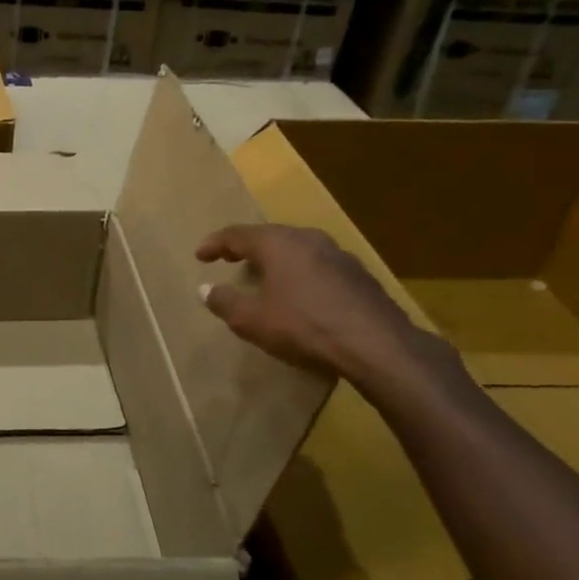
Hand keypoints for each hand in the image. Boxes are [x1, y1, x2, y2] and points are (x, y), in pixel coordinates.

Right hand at [196, 223, 430, 382]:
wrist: (378, 345)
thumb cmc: (304, 327)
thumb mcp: (252, 321)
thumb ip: (225, 302)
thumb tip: (205, 289)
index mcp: (277, 243)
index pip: (236, 234)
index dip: (214, 243)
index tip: (200, 256)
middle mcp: (307, 239)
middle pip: (269, 236)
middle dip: (246, 247)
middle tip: (230, 259)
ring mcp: (338, 254)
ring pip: (297, 248)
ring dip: (276, 259)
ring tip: (264, 275)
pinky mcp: (359, 274)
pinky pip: (318, 265)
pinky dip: (300, 272)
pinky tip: (301, 293)